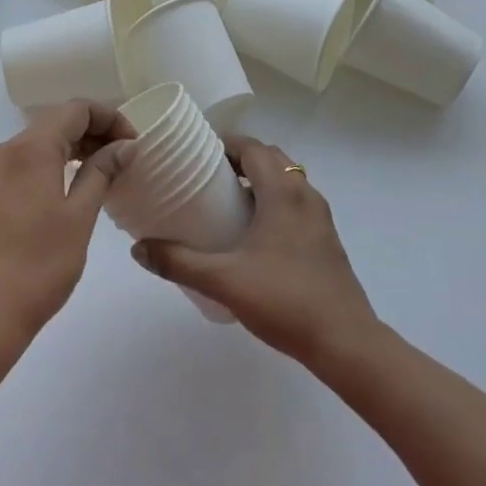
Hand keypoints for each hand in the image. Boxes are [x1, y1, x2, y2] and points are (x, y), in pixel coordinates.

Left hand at [0, 101, 131, 349]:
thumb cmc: (39, 266)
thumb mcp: (80, 217)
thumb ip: (102, 172)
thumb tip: (124, 146)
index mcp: (31, 148)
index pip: (76, 109)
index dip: (110, 118)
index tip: (133, 144)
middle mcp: (6, 149)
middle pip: (56, 121)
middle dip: (93, 132)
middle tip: (124, 159)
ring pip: (39, 142)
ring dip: (73, 148)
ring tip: (103, 172)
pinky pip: (24, 162)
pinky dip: (51, 164)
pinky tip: (69, 188)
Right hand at [133, 137, 379, 367]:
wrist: (345, 342)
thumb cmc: (285, 300)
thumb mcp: (224, 280)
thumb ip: (179, 262)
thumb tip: (139, 249)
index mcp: (284, 192)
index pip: (253, 147)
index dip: (226, 143)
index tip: (197, 153)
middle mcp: (305, 195)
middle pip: (271, 159)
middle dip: (240, 159)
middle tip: (206, 176)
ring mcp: (320, 218)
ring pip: (287, 181)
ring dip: (258, 181)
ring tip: (226, 202)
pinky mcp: (326, 240)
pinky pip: (296, 203)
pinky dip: (273, 202)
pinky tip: (254, 234)